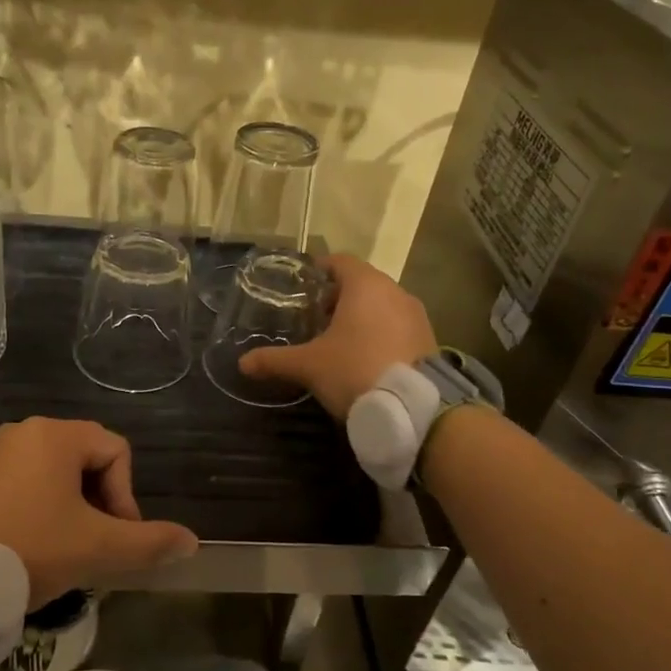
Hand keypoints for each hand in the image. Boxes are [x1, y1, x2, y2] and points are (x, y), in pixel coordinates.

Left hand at [0, 418, 198, 608]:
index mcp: (54, 436)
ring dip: (62, 508)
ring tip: (56, 551)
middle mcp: (18, 433)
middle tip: (90, 546)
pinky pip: (9, 486)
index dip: (126, 495)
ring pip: (44, 475)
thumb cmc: (28, 549)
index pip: (116, 451)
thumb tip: (192, 542)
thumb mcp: (96, 549)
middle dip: (96, 503)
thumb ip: (148, 543)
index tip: (115, 537)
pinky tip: (17, 547)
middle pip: (80, 460)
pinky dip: (26, 510)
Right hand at [238, 255, 437, 418]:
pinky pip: (398, 325)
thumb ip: (275, 360)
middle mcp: (395, 291)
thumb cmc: (354, 371)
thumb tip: (242, 363)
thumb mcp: (309, 366)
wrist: (414, 409)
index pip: (340, 262)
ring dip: (362, 316)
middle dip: (338, 298)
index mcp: (365, 285)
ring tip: (338, 341)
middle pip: (362, 283)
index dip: (319, 270)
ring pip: (382, 305)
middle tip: (315, 319)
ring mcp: (416, 315)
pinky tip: (365, 358)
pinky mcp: (429, 339)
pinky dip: (380, 333)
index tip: (303, 286)